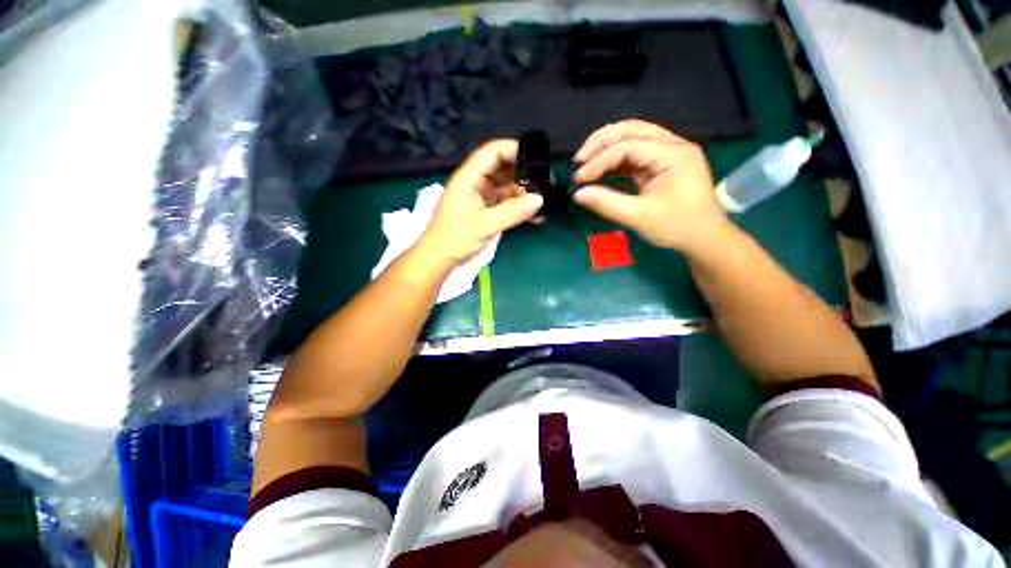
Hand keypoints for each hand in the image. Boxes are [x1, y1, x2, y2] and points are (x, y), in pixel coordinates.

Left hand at [418, 139, 543, 266]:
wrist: (440, 258)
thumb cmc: (456, 238)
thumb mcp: (486, 224)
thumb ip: (513, 211)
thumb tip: (540, 200)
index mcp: (470, 177)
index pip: (493, 152)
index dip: (514, 150)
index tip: (538, 159)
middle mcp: (476, 182)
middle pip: (503, 168)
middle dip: (524, 174)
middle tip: (547, 183)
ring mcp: (481, 197)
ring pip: (506, 187)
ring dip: (524, 193)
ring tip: (542, 202)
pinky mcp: (486, 210)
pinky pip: (506, 203)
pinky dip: (518, 207)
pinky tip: (534, 216)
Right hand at [572, 120, 726, 253]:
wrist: (704, 238)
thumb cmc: (677, 227)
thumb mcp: (639, 217)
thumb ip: (607, 204)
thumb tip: (577, 194)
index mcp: (674, 154)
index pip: (629, 146)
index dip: (600, 160)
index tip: (579, 178)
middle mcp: (672, 145)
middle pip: (632, 129)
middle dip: (601, 142)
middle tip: (578, 160)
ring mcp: (668, 152)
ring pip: (632, 135)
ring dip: (606, 145)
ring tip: (585, 160)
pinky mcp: (661, 163)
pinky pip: (634, 152)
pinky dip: (614, 158)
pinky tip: (600, 168)